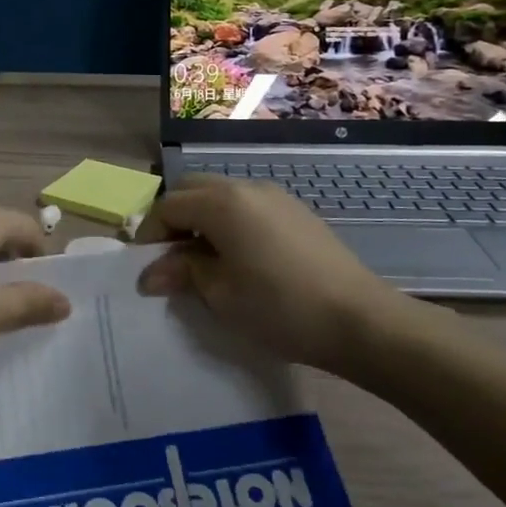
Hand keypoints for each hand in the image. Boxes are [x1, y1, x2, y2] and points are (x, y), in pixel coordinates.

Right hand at [135, 175, 430, 375]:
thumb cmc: (280, 307)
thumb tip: (151, 273)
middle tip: (171, 259)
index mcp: (221, 203)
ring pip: (221, 195)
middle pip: (192, 189)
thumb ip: (183, 272)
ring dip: (201, 219)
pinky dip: (228, 222)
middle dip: (173, 219)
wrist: (359, 319)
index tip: (146, 267)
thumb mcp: (221, 294)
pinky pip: (247, 205)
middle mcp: (245, 187)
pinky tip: (238, 257)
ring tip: (202, 261)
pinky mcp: (295, 210)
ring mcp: (274, 196)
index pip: (168, 206)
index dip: (149, 235)